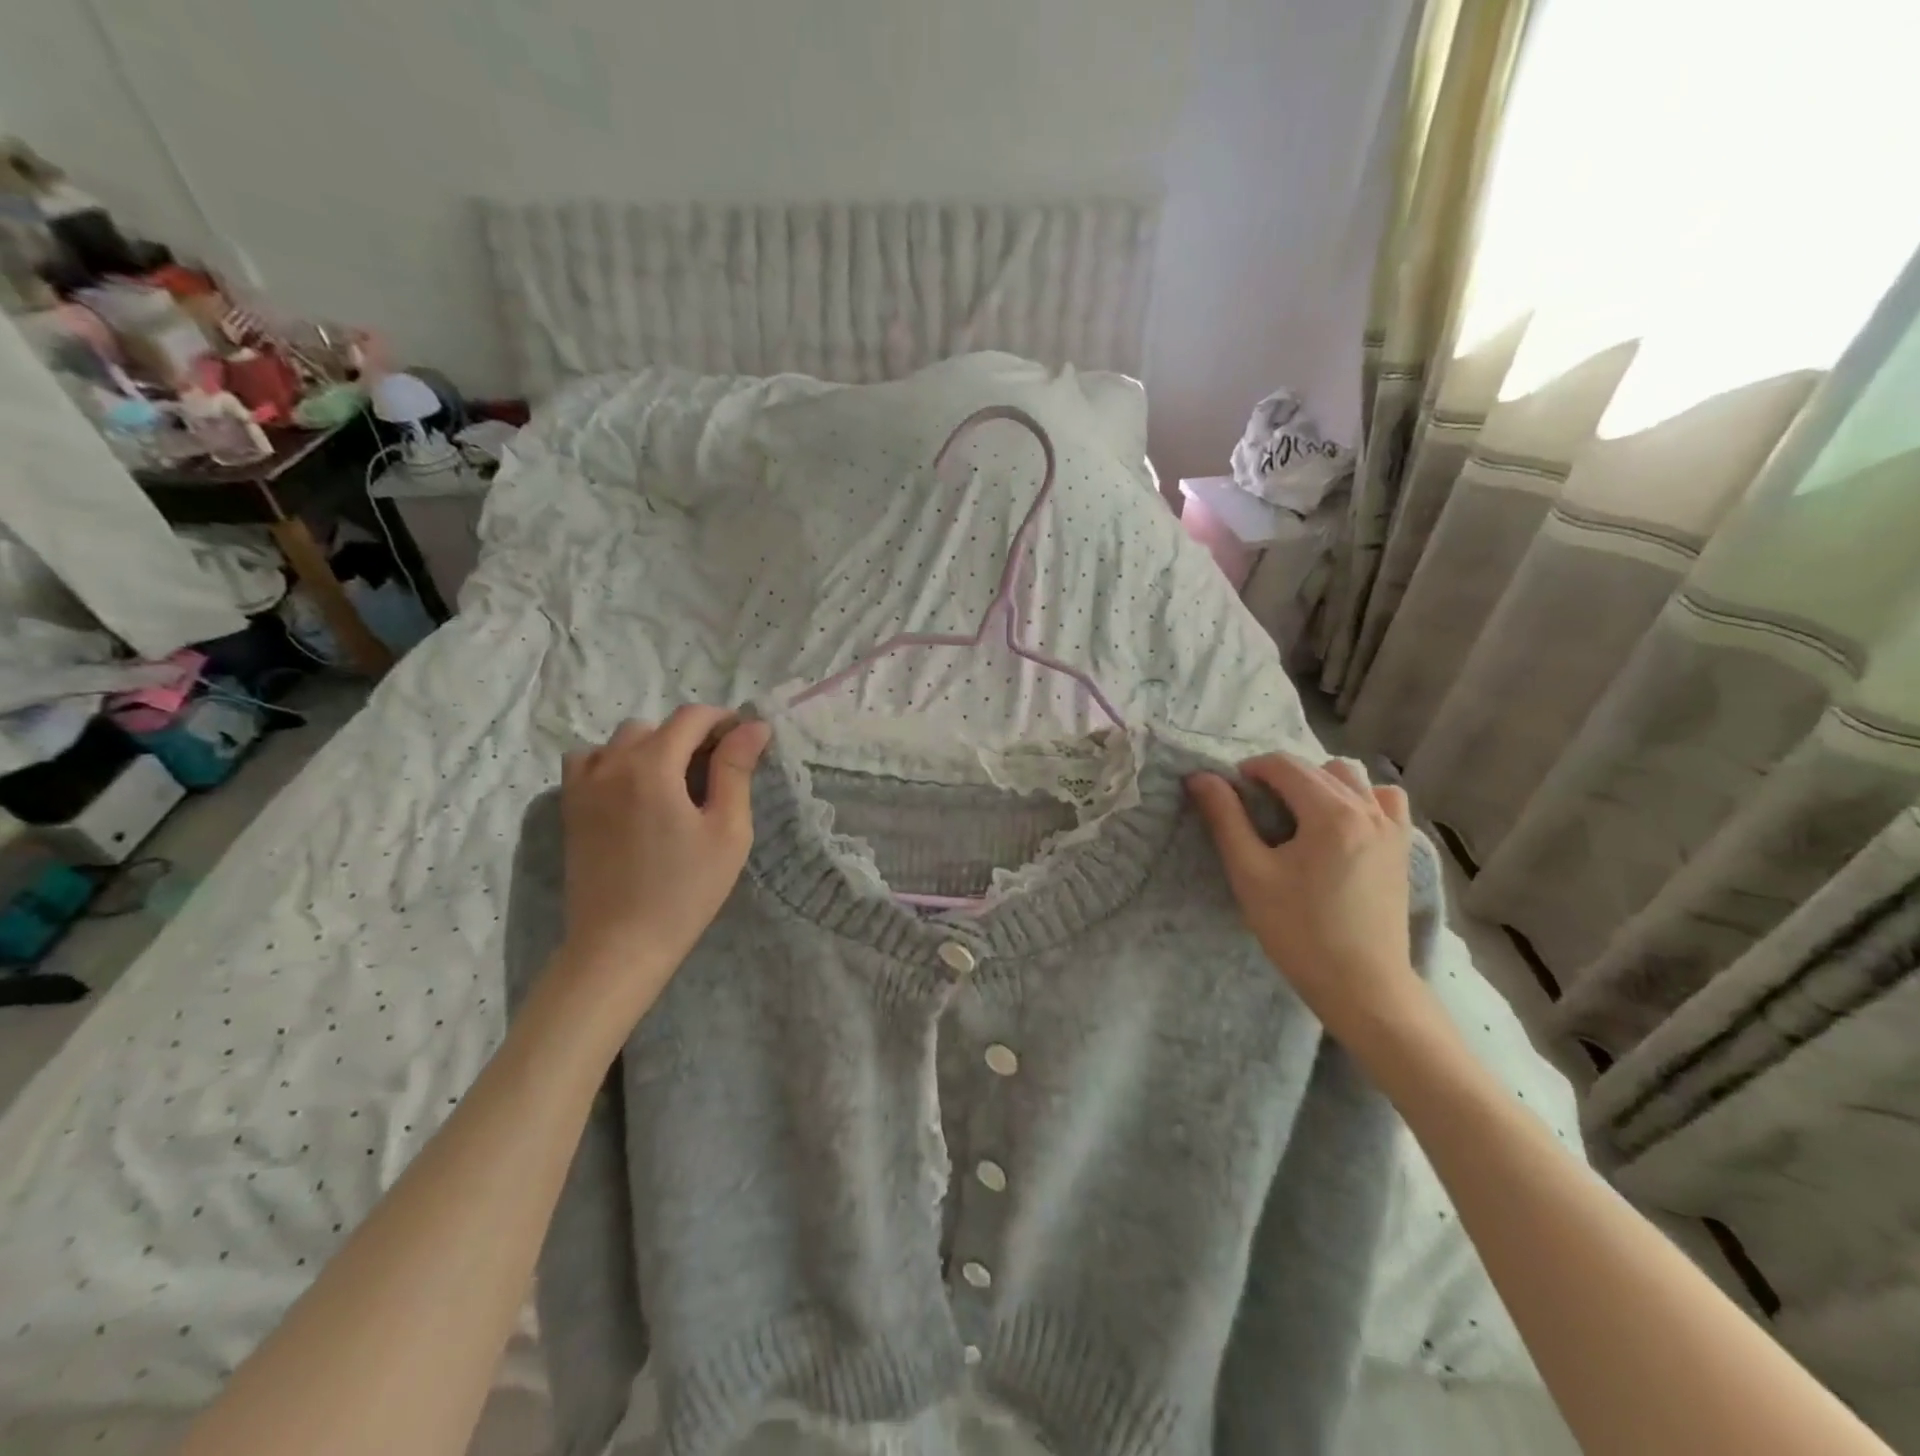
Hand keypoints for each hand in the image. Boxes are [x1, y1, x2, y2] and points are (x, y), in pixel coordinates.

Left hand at [556, 705, 771, 1009]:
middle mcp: (611, 764)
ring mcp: (583, 785)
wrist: (620, 944)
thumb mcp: (727, 830)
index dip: (723, 720)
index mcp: (652, 766)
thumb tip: (754, 726)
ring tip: (673, 782)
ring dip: (652, 747)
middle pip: (657, 726)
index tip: (746, 739)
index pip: (691, 717)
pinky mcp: (570, 808)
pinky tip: (632, 790)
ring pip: (621, 741)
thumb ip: (736, 771)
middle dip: (690, 736)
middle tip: (716, 771)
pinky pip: (588, 761)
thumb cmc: (685, 890)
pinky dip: (612, 761)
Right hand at [1187, 754, 1421, 1040]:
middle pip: (1317, 768)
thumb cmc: (1298, 931)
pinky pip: (1384, 800)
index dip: (1250, 770)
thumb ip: (1225, 818)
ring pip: (1352, 778)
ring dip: (1319, 782)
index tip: (1230, 793)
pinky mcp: (1402, 847)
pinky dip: (1360, 798)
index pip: (1284, 766)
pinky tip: (1340, 823)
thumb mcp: (1250, 873)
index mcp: (1330, 813)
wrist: (1362, 986)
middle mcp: (1368, 810)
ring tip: (1297, 813)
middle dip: (1280, 776)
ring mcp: (1393, 828)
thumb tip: (1201, 777)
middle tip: (1254, 808)